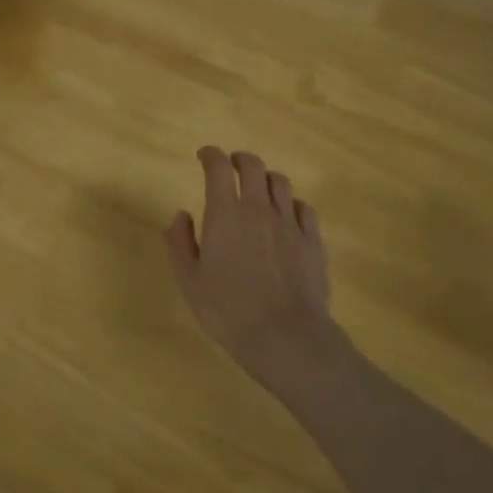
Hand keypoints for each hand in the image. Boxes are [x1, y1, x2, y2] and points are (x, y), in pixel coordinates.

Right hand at [164, 147, 342, 401]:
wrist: (286, 336)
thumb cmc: (228, 311)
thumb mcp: (190, 281)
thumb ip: (180, 243)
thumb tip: (181, 214)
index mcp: (225, 214)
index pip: (218, 168)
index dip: (210, 155)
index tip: (204, 156)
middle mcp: (258, 209)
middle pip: (254, 166)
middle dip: (240, 159)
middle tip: (232, 165)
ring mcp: (290, 223)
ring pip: (280, 183)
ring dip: (266, 178)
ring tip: (258, 188)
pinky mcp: (313, 240)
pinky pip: (303, 207)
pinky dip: (290, 203)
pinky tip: (286, 215)